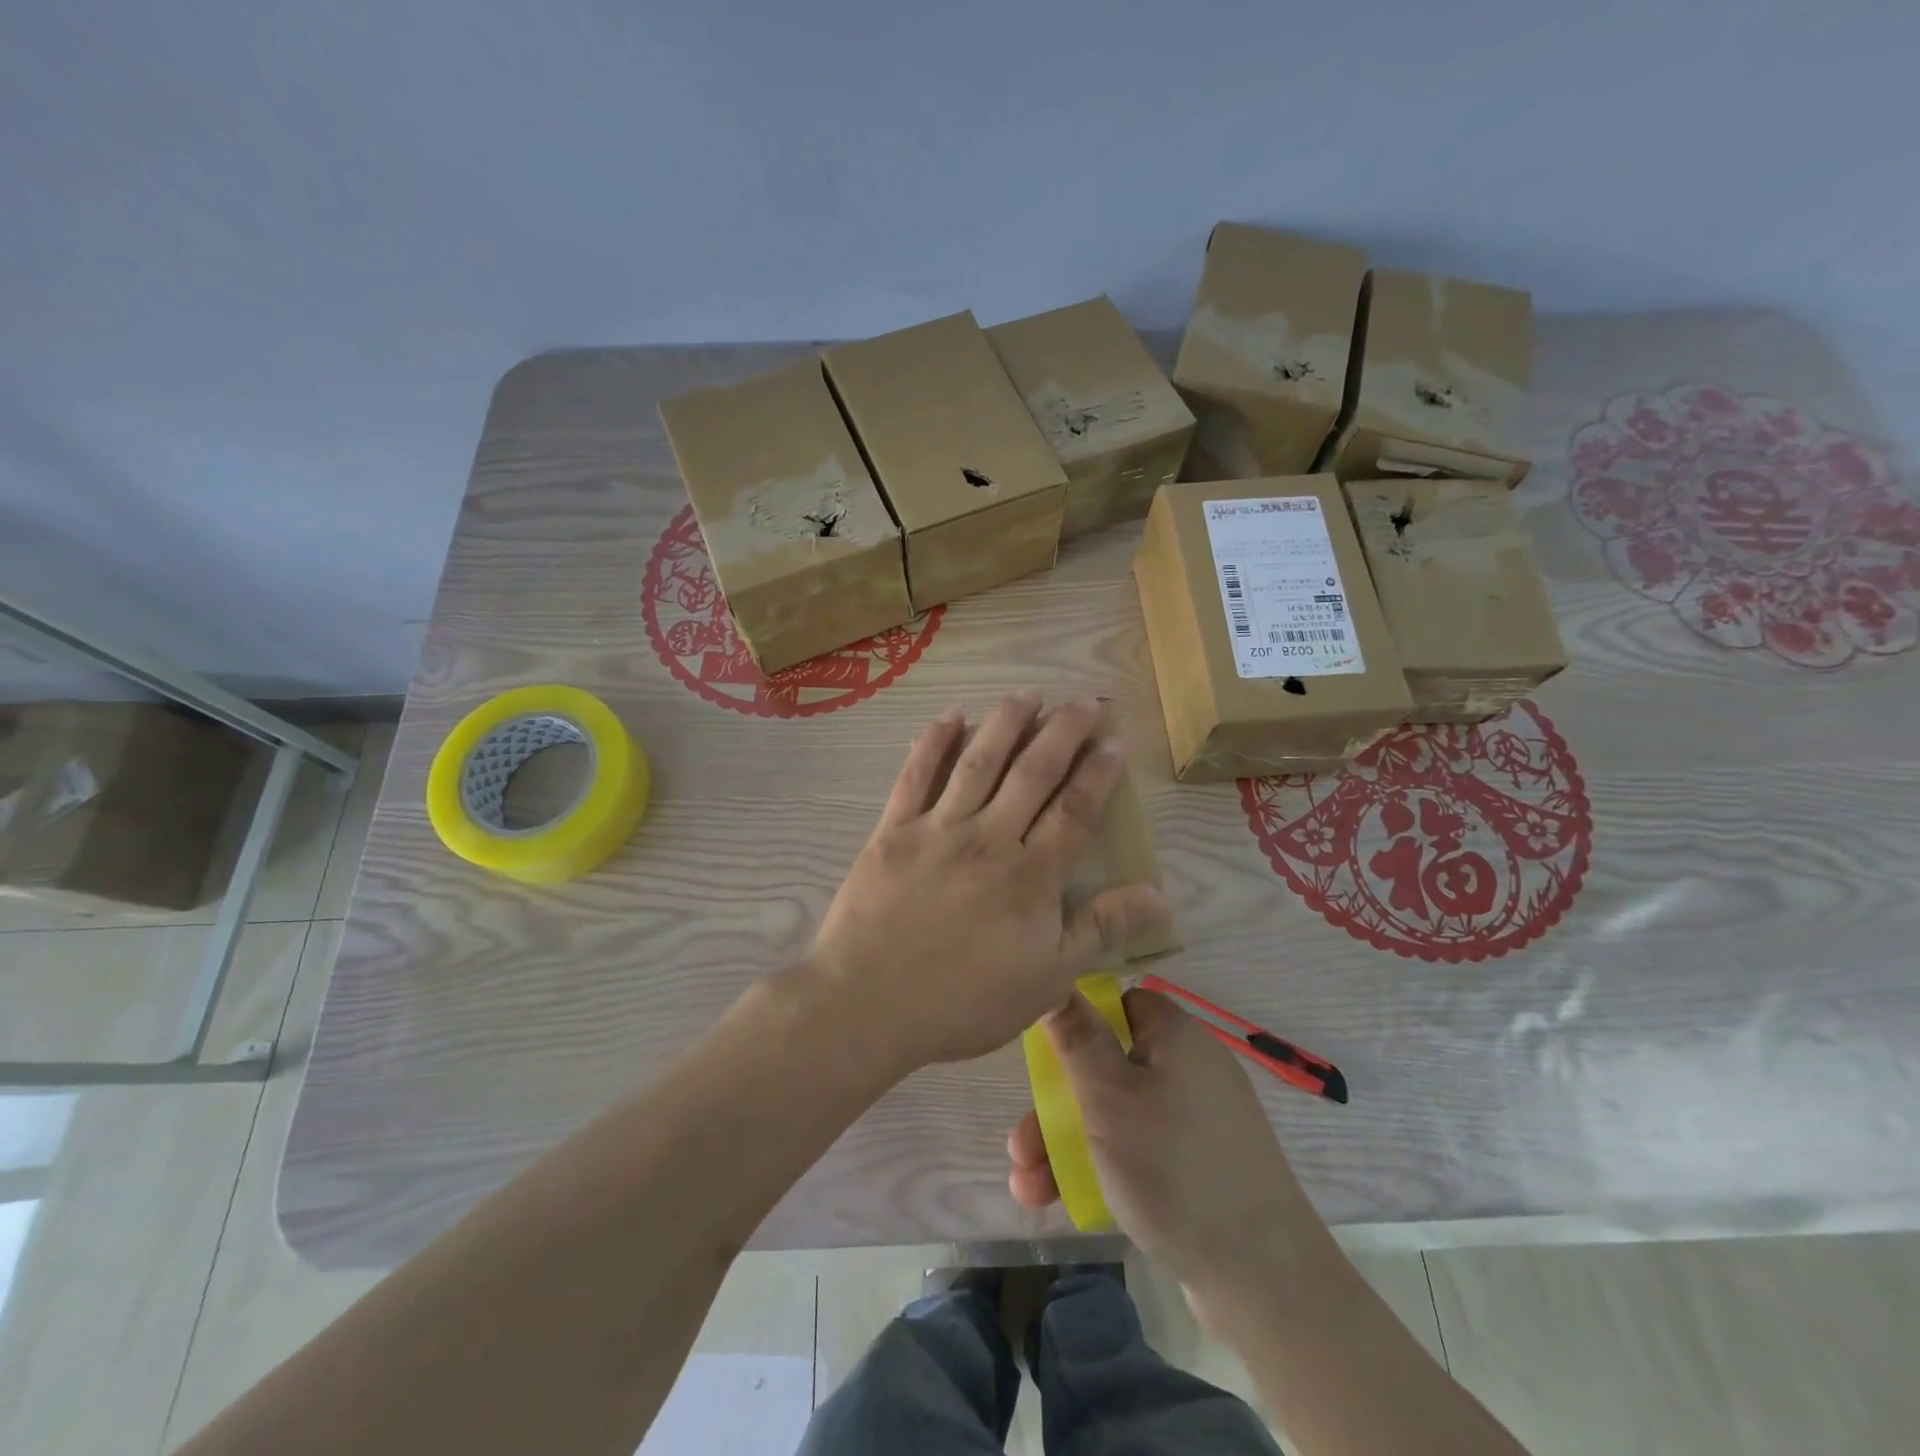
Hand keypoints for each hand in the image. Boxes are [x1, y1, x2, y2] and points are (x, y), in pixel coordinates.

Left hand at [808, 694, 1164, 1070]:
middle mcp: (990, 837)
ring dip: (1006, 722)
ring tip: (1029, 694)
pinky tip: (950, 717)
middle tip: (1083, 701)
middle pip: (1033, 771)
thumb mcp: (1046, 978)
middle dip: (1063, 731)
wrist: (869, 1005)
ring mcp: (938, 829)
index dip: (1099, 771)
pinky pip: (915, 775)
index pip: (1075, 809)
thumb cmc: (964, 1001)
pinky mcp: (894, 830)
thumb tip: (1157, 893)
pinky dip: (933, 743)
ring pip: (979, 761)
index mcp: (1031, 874)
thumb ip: (1100, 929)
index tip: (1116, 740)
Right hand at [1007, 988, 1335, 1299]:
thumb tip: (1058, 980)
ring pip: (1117, 1114)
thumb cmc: (1171, 1165)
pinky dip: (1102, 1166)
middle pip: (1107, 1067)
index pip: (1117, 1004)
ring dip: (1066, 1144)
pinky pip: (1140, 1149)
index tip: (1044, 1055)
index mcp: (1174, 1034)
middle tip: (1018, 1146)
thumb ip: (1076, 1037)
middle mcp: (1188, 1066)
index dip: (1077, 1023)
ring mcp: (1197, 1119)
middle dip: (1055, 1107)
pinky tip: (1061, 1199)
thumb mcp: (1108, 1095)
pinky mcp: (1200, 1165)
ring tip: (1025, 1188)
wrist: (1262, 1276)